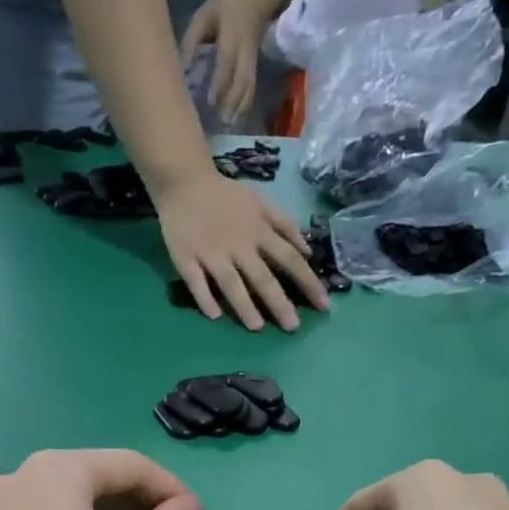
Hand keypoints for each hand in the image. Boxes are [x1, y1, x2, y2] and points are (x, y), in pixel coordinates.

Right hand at [153, 169, 328, 332]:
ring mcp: (211, 253)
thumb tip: (307, 250)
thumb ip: (284, 224)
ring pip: (230, 282)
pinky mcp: (186, 259)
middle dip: (279, 302)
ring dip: (244, 305)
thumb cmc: (226, 197)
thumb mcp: (261, 202)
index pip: (289, 259)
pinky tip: (214, 316)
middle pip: (262, 276)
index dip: (307, 282)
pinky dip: (204, 298)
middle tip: (293, 327)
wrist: (184, 182)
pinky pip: (196, 282)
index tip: (323, 305)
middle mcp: (238, 245)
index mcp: (258, 231)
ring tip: (257, 327)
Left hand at [180, 0, 274, 124]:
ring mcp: (252, 60)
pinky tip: (236, 119)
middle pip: (242, 79)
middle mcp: (245, 51)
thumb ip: (192, 40)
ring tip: (229, 125)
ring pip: (249, 87)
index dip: (220, 83)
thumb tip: (183, 69)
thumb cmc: (223, 8)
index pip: (226, 61)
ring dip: (240, 108)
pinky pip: (251, 88)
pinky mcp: (254, 67)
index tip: (211, 102)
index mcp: (231, 35)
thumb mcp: (204, 16)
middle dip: (232, 102)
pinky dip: (245, 105)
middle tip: (221, 121)